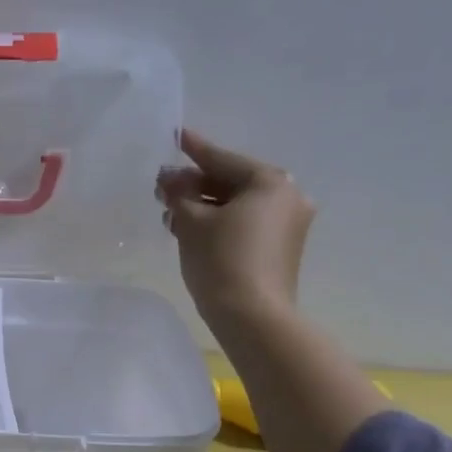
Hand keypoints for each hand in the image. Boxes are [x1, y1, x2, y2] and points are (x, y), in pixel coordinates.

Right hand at [155, 128, 315, 318]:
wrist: (252, 316)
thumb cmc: (221, 259)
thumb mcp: (191, 221)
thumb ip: (179, 194)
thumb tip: (169, 179)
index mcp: (270, 182)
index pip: (222, 159)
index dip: (194, 150)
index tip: (176, 135)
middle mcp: (287, 197)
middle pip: (231, 181)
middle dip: (195, 183)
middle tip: (163, 184)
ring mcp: (287, 225)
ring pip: (237, 205)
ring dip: (203, 205)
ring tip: (170, 209)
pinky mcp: (280, 249)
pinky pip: (244, 223)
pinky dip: (218, 221)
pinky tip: (190, 227)